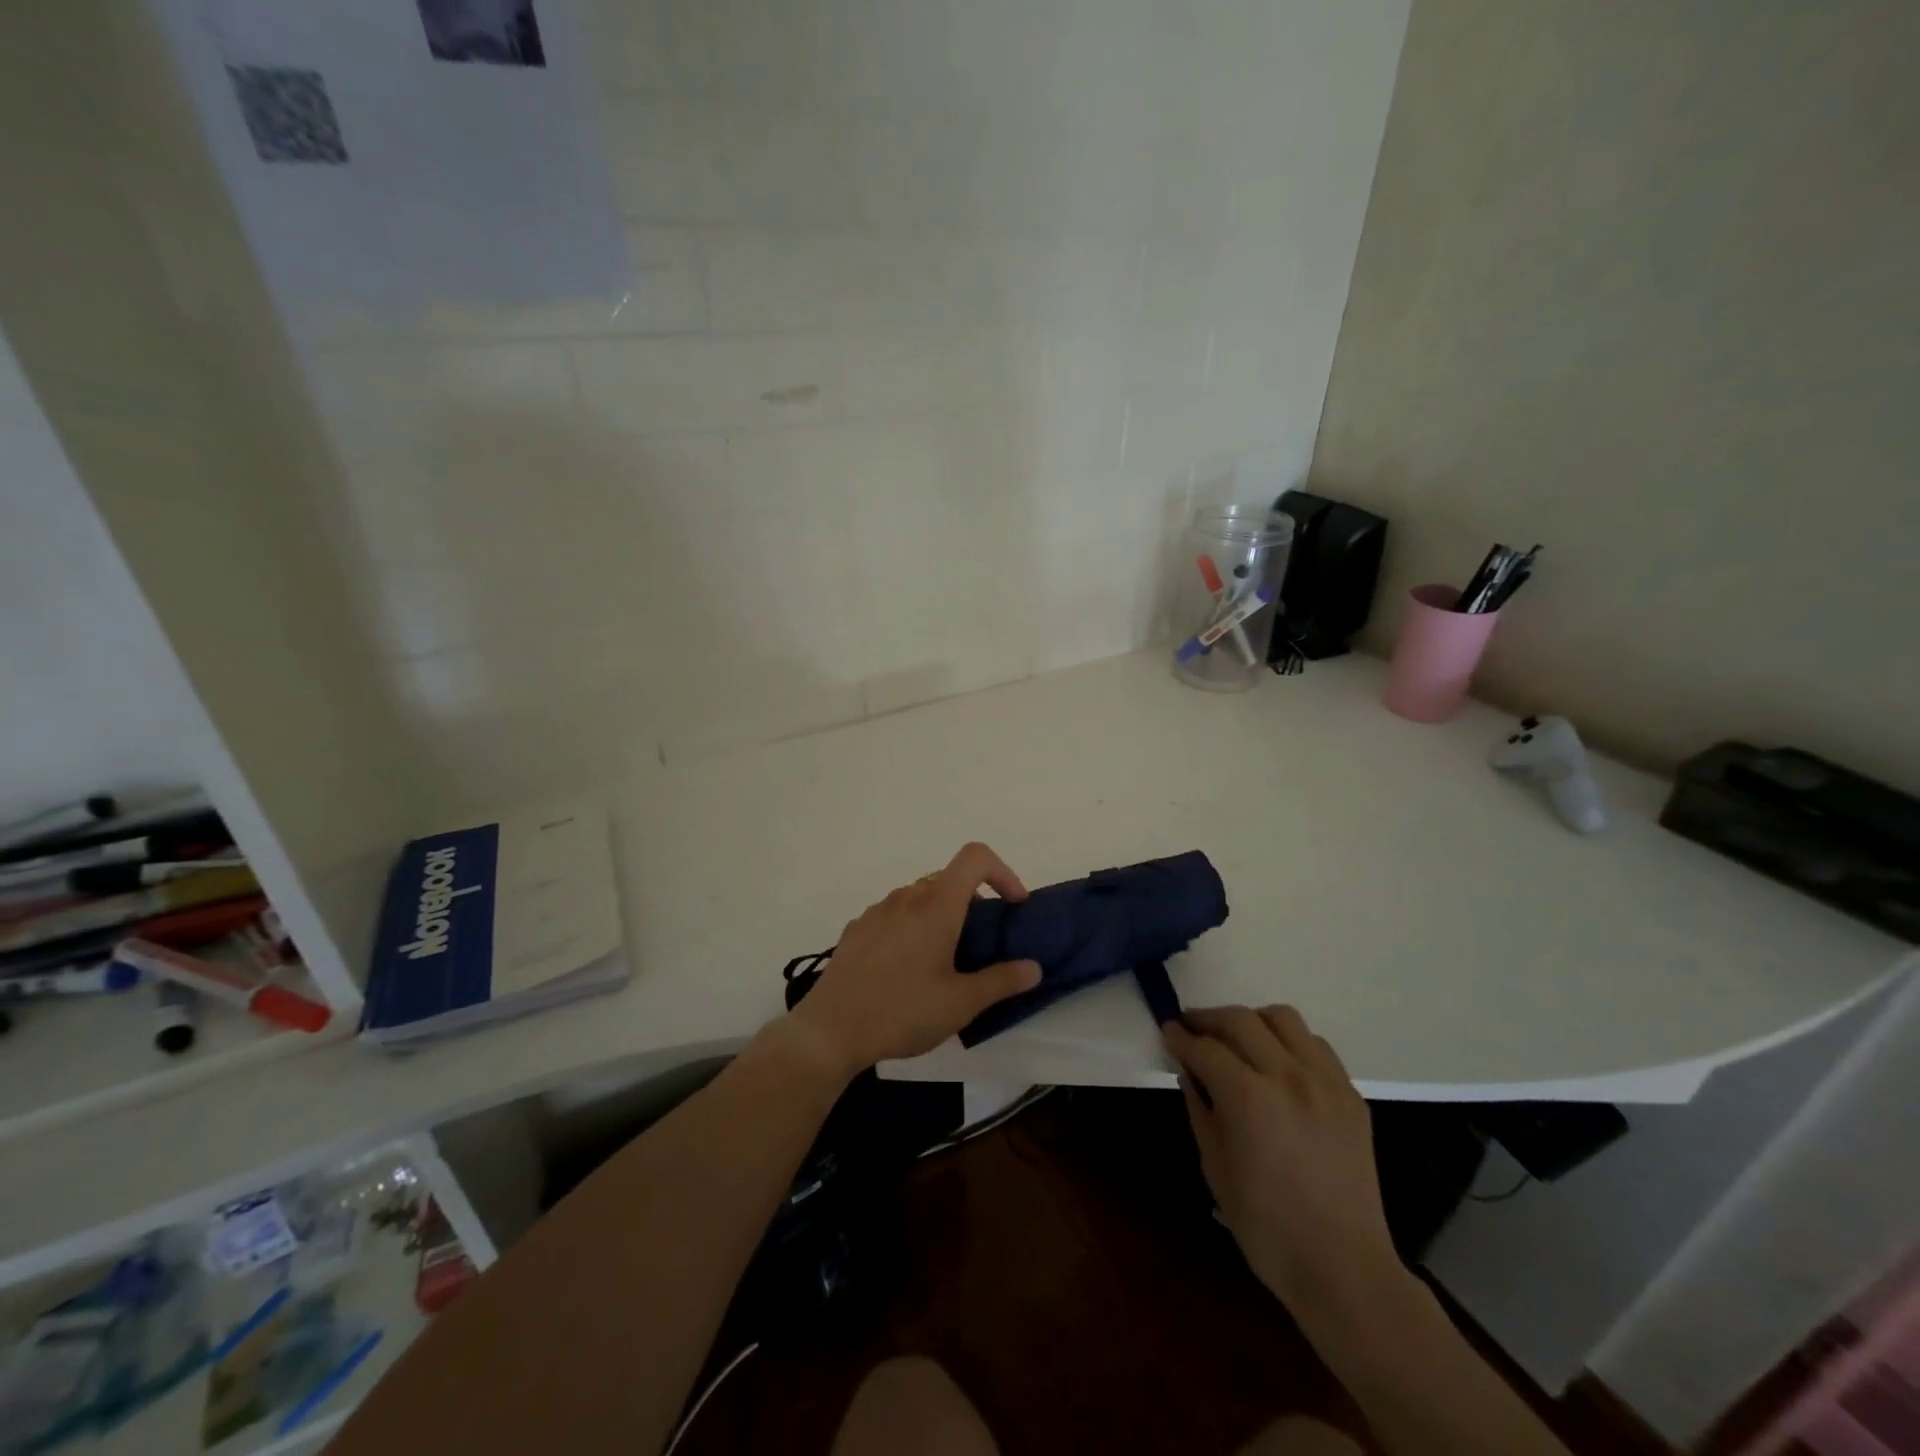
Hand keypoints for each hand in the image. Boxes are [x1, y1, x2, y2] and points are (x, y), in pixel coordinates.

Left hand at [788, 842, 1041, 1076]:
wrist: (830, 1030)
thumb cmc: (902, 1011)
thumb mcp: (961, 1003)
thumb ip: (1002, 981)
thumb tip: (1033, 967)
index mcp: (936, 906)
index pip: (975, 857)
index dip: (1003, 872)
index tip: (1013, 907)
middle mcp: (906, 897)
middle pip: (948, 879)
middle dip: (973, 902)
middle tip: (981, 944)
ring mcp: (877, 911)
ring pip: (919, 896)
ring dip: (941, 915)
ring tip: (944, 960)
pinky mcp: (857, 929)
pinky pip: (894, 914)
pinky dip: (911, 927)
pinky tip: (906, 969)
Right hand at [1163, 1005, 1403, 1324]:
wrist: (1344, 1268)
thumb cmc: (1266, 1227)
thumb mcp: (1215, 1168)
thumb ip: (1200, 1109)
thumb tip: (1190, 1072)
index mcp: (1249, 1099)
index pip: (1205, 1048)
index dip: (1180, 1037)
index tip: (1167, 1031)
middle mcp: (1288, 1077)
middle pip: (1240, 1020)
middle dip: (1208, 1019)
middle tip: (1190, 1027)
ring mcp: (1325, 1082)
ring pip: (1282, 1018)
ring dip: (1251, 1020)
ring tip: (1237, 1039)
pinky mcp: (1351, 1094)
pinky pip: (1315, 1045)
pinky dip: (1289, 1041)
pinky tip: (1277, 1063)